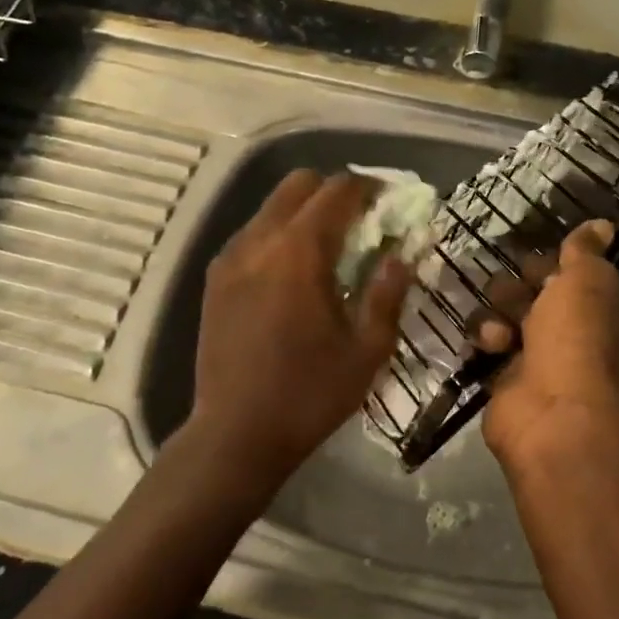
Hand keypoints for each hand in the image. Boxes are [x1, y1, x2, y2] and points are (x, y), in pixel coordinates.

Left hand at [185, 169, 413, 493]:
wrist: (235, 434)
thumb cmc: (310, 394)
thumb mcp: (367, 349)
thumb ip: (388, 292)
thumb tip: (403, 254)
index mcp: (300, 252)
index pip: (338, 190)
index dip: (369, 187)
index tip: (389, 202)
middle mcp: (260, 240)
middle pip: (299, 183)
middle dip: (334, 191)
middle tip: (360, 221)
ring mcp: (231, 256)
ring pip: (272, 206)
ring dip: (305, 211)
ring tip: (329, 247)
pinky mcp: (215, 277)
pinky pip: (252, 233)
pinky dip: (279, 233)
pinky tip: (293, 271)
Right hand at [481, 219, 618, 466]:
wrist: (551, 410)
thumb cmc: (573, 337)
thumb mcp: (585, 282)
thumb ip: (585, 251)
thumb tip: (604, 225)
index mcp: (585, 304)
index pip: (556, 271)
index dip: (544, 265)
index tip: (535, 267)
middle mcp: (559, 327)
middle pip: (522, 290)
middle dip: (513, 290)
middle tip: (517, 303)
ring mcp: (528, 353)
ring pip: (497, 313)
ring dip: (494, 316)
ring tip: (501, 336)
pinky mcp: (499, 375)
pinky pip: (481, 343)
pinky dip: (482, 342)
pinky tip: (489, 350)